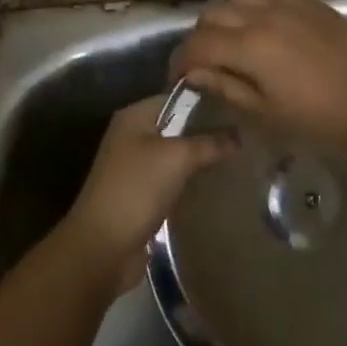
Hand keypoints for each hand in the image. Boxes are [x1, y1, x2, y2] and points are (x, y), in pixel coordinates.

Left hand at [61, 96, 231, 292]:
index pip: (176, 97)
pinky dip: (189, 182)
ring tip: (236, 158)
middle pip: (176, 126)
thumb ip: (210, 143)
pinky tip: (215, 185)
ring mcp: (134, 168)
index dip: (205, 101)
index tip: (238, 108)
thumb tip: (239, 134)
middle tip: (243, 134)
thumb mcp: (178, 158)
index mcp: (134, 117)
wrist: (102, 247)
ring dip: (199, 159)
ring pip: (175, 156)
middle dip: (206, 132)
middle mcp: (131, 137)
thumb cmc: (137, 189)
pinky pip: (171, 181)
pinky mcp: (140, 196)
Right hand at [169, 0, 346, 151]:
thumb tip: (197, 74)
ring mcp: (288, 5)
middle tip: (205, 64)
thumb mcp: (268, 115)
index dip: (180, 61)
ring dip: (226, 19)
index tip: (179, 80)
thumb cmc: (322, 117)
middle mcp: (263, 16)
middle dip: (200, 38)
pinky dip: (254, 10)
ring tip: (233, 44)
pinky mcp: (310, 2)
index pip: (197, 44)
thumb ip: (228, 88)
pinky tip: (265, 31)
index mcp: (249, 46)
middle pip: (213, 15)